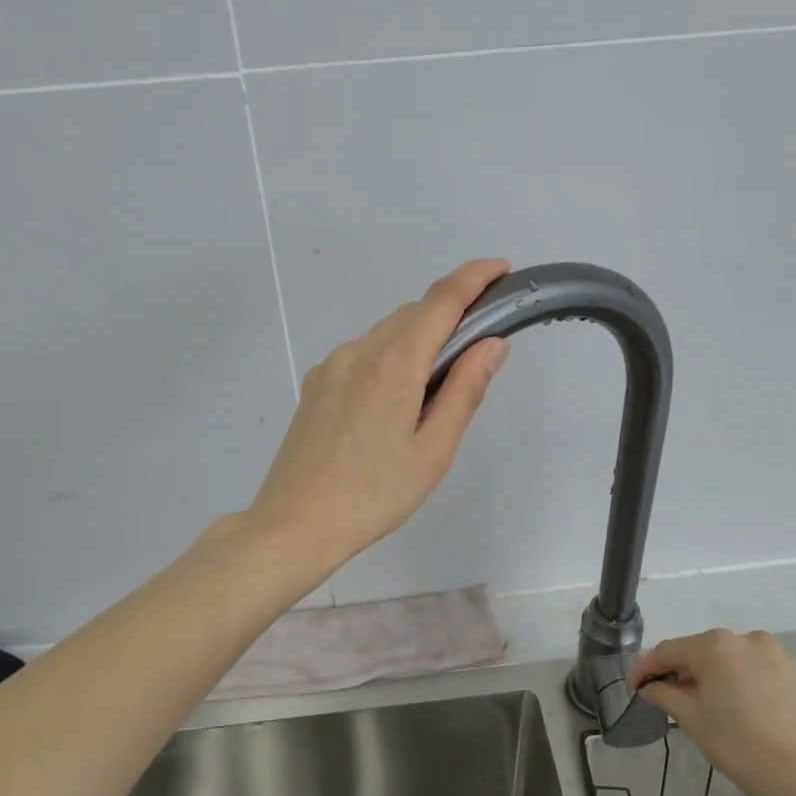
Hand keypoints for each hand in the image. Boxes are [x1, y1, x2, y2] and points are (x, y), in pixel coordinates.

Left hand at [247, 259, 511, 577]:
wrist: (294, 524)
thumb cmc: (374, 496)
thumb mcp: (433, 451)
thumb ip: (464, 391)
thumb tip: (493, 343)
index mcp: (392, 364)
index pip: (440, 300)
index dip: (474, 277)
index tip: (501, 270)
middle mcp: (358, 352)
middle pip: (412, 314)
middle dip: (450, 314)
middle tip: (479, 348)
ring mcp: (331, 367)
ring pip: (386, 334)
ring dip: (419, 339)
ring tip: (436, 389)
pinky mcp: (315, 385)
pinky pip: (363, 355)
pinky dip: (391, 358)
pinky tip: (394, 403)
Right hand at [632, 629, 795, 795]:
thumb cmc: (740, 745)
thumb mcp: (693, 720)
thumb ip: (666, 696)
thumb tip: (652, 687)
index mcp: (714, 645)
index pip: (668, 651)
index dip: (646, 668)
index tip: (633, 687)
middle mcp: (744, 639)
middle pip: (699, 651)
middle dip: (678, 671)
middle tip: (661, 695)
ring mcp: (773, 653)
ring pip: (727, 659)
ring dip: (707, 675)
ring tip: (696, 702)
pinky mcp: (793, 672)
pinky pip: (751, 669)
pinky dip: (734, 681)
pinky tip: (729, 705)